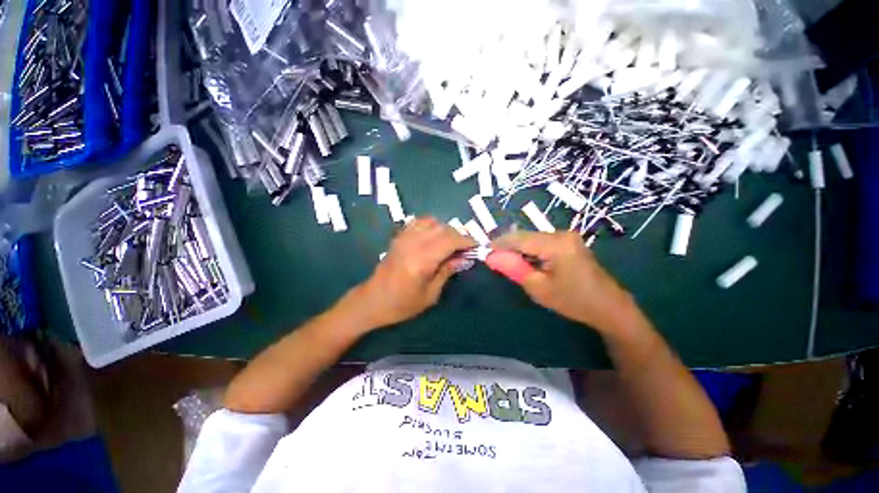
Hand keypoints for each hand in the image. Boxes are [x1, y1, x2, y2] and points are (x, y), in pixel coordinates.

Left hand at [350, 217, 475, 328]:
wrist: (373, 300)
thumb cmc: (402, 304)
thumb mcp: (430, 294)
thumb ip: (447, 271)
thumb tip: (463, 258)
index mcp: (422, 260)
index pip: (450, 240)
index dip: (466, 241)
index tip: (476, 246)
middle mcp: (413, 244)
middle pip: (443, 228)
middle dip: (458, 235)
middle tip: (465, 248)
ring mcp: (404, 238)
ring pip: (432, 222)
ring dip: (446, 229)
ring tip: (451, 243)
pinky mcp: (399, 237)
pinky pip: (419, 222)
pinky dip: (432, 225)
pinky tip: (435, 236)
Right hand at [490, 231, 639, 334]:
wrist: (609, 307)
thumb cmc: (573, 301)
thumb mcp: (539, 288)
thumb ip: (514, 268)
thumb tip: (491, 256)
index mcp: (556, 244)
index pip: (518, 238)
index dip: (498, 244)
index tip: (483, 253)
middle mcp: (561, 233)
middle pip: (525, 236)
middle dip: (507, 247)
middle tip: (493, 261)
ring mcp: (566, 236)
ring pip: (532, 238)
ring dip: (517, 249)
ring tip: (507, 263)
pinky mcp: (568, 242)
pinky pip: (541, 242)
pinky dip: (529, 251)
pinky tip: (524, 262)